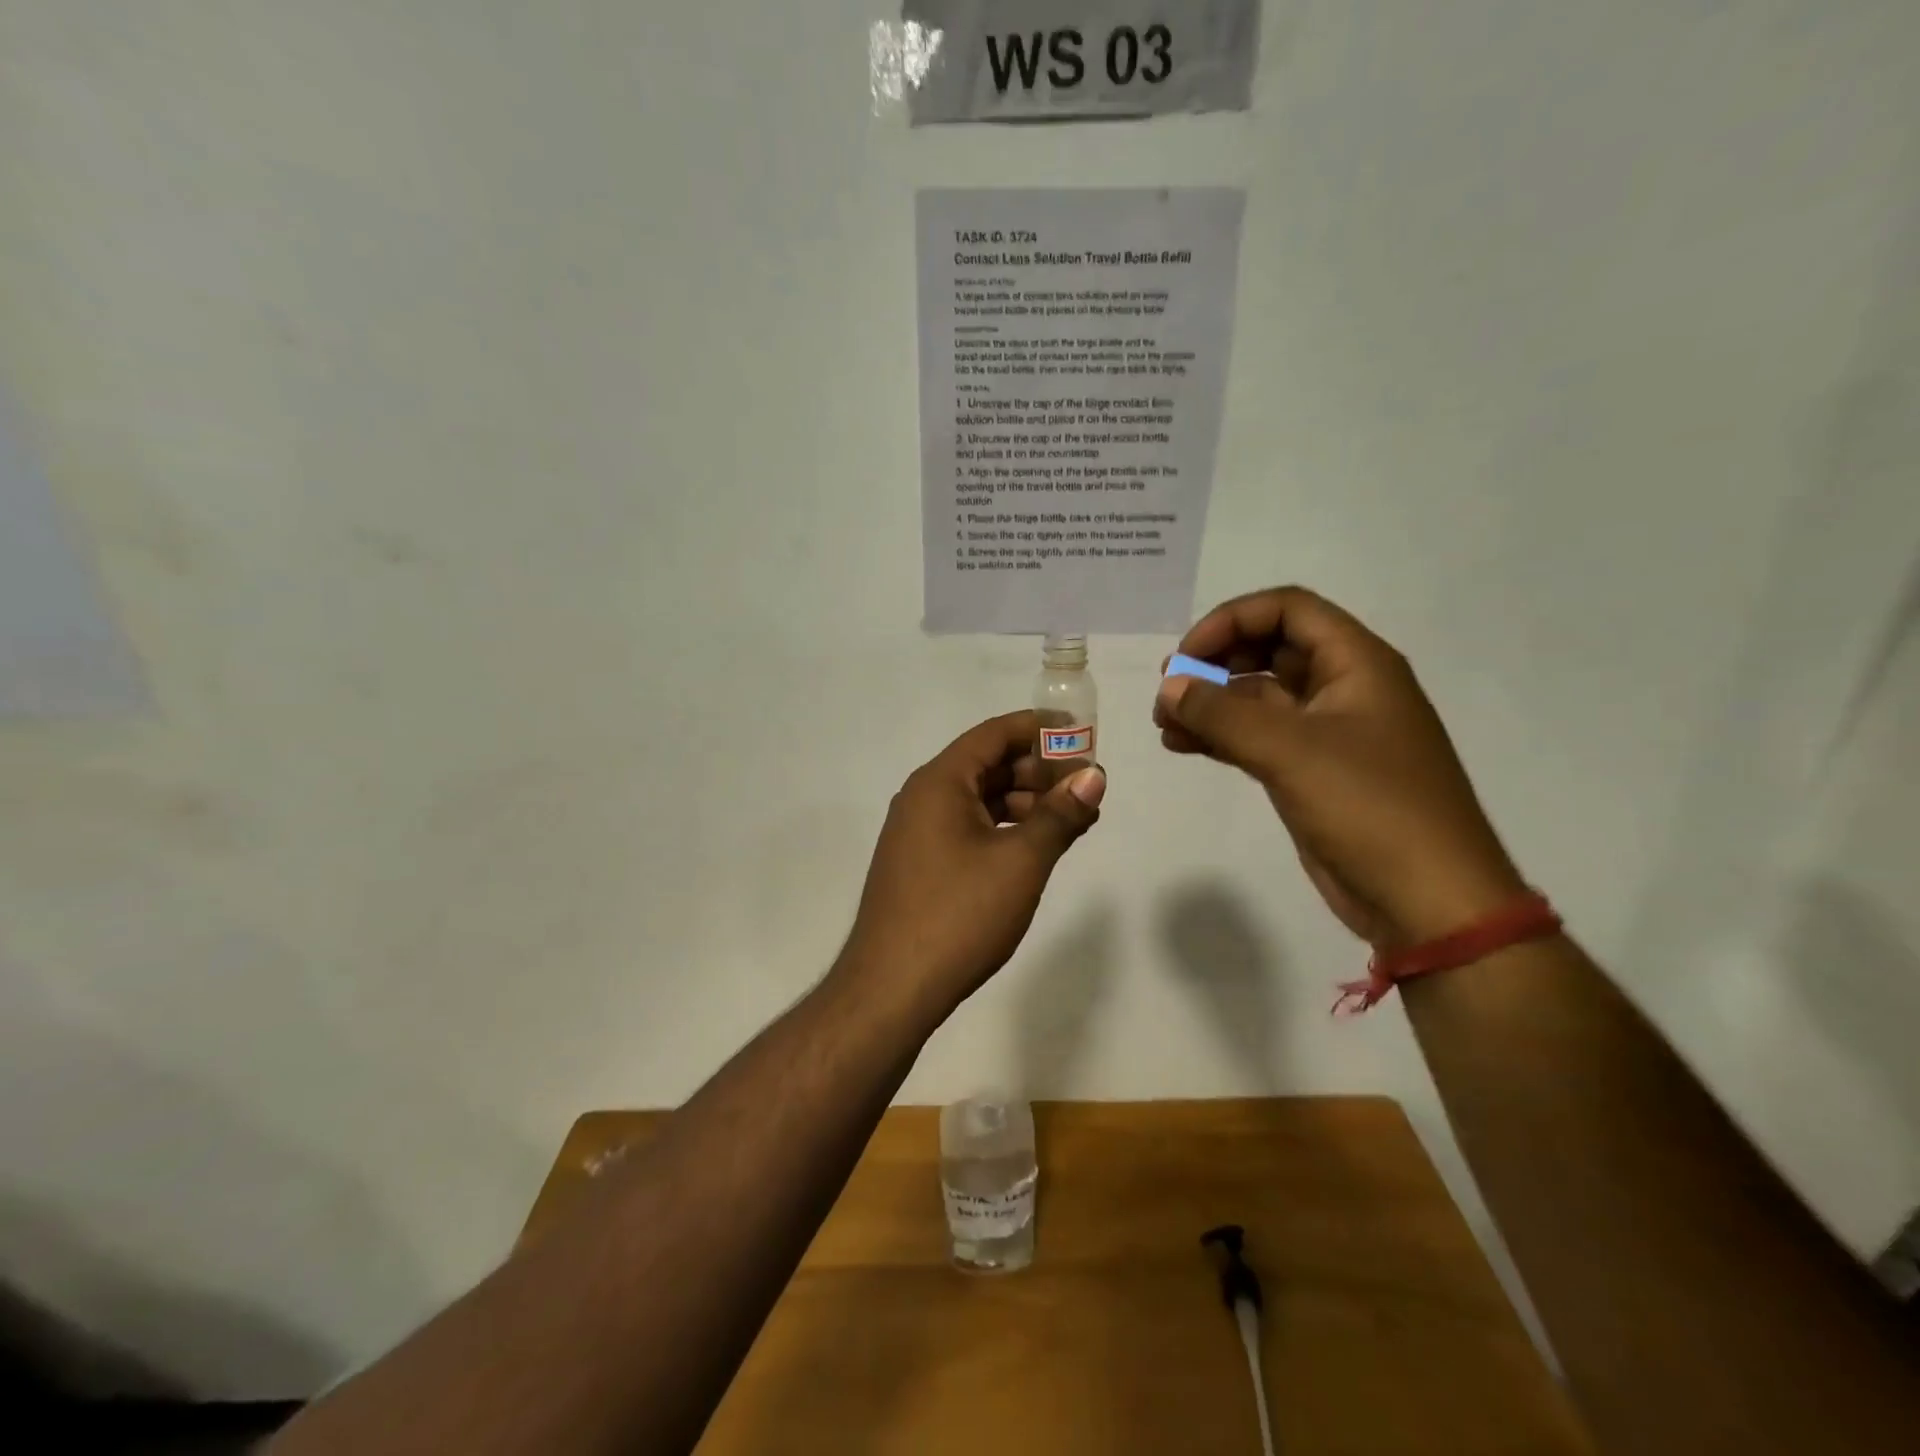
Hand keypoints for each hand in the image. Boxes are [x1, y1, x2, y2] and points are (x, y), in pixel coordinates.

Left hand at [837, 711, 1104, 1024]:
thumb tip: (1094, 777)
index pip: (995, 734)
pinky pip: (968, 827)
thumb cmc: (959, 915)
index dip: (1041, 728)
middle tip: (1087, 787)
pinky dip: (1004, 829)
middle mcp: (923, 797)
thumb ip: (1060, 815)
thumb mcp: (1020, 862)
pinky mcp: (920, 863)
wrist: (891, 987)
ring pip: (980, 799)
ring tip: (1074, 820)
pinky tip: (1036, 847)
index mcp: (940, 782)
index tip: (1082, 733)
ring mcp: (918, 832)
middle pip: (988, 764)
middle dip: (1040, 771)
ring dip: (1026, 803)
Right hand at [1155, 587, 1525, 947]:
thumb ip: (1223, 714)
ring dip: (1211, 703)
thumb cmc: (1370, 808)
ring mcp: (1327, 734)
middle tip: (1170, 689)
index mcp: (1357, 664)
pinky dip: (1220, 737)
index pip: (1288, 610)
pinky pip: (1257, 738)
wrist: (1427, 900)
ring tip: (1164, 723)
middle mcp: (1343, 689)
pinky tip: (1182, 745)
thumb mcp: (1291, 751)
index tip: (1187, 656)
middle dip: (1215, 662)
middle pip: (1269, 649)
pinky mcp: (1311, 773)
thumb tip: (1169, 687)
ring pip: (1258, 698)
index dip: (1232, 621)